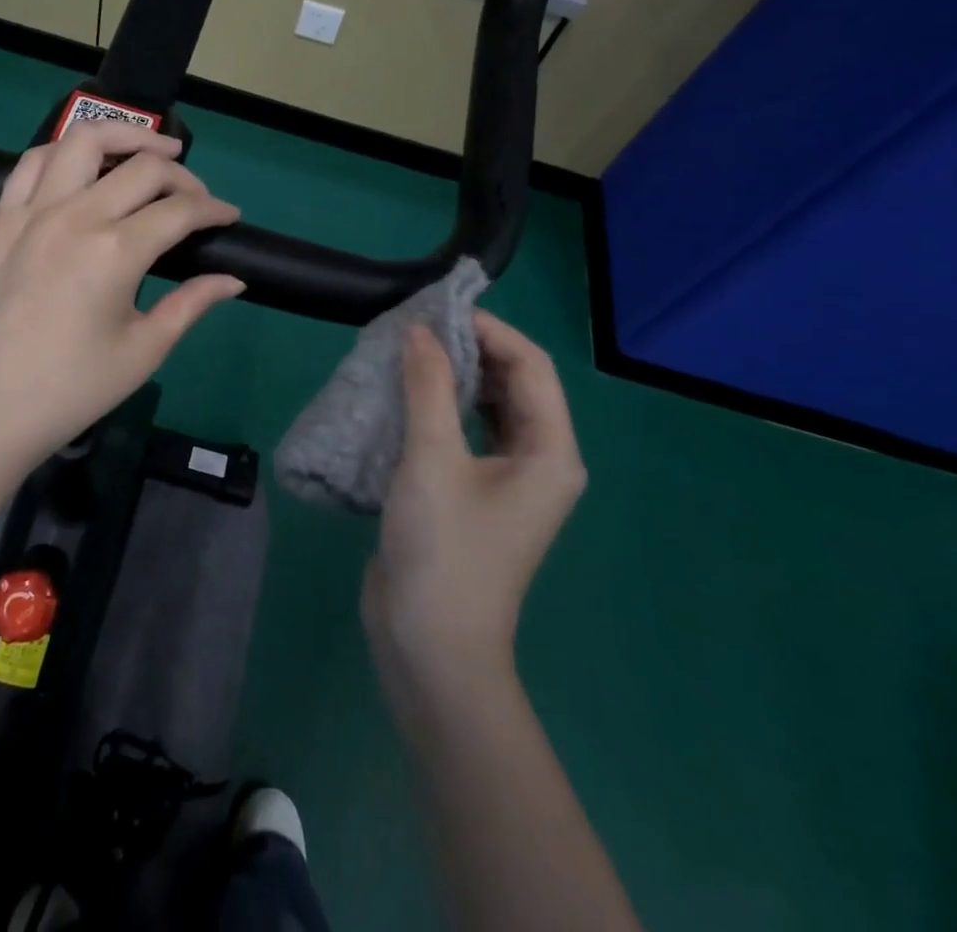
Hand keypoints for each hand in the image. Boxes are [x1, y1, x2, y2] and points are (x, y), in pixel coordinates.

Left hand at [0, 120, 243, 482]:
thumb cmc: (71, 389)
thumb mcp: (143, 351)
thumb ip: (192, 304)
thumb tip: (233, 279)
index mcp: (116, 251)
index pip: (180, 209)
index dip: (214, 209)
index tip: (230, 217)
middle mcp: (75, 215)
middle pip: (143, 166)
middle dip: (183, 175)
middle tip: (197, 198)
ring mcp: (32, 211)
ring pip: (83, 139)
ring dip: (125, 135)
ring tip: (150, 150)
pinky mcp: (1, 219)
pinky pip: (33, 162)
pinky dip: (66, 151)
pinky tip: (84, 165)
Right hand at [363, 311, 586, 706]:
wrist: (431, 647)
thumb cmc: (444, 551)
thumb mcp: (433, 460)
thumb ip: (428, 387)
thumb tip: (420, 330)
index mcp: (550, 452)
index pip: (530, 366)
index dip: (490, 330)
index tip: (439, 310)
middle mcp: (539, 461)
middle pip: (513, 383)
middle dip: (471, 350)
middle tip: (419, 327)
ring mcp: (508, 480)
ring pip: (488, 406)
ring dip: (454, 377)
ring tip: (410, 351)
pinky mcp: (474, 493)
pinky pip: (466, 432)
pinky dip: (442, 406)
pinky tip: (407, 394)